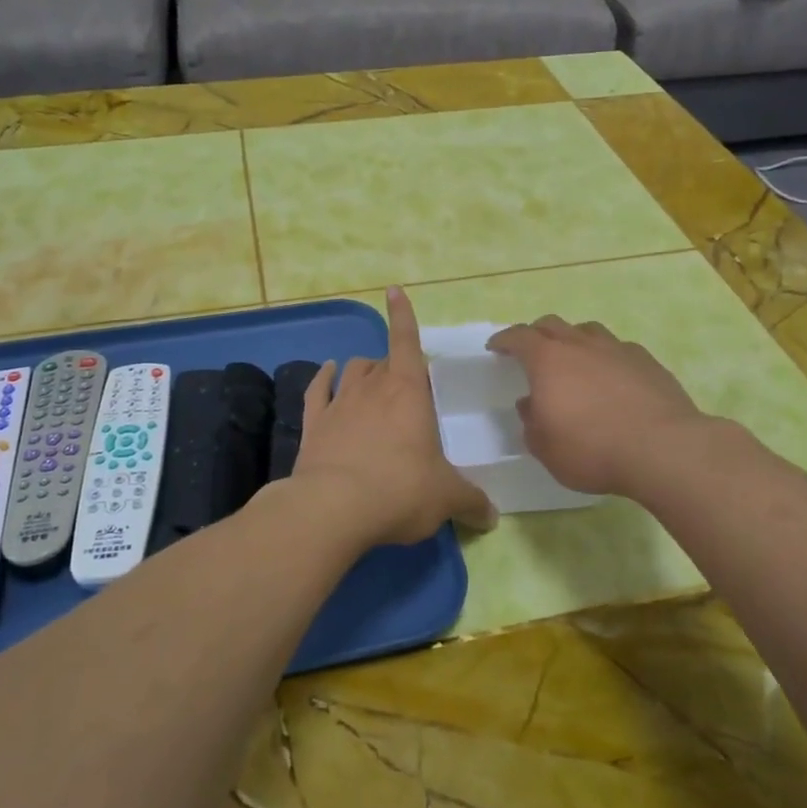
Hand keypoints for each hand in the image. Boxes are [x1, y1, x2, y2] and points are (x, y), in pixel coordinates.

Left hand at [288, 286, 496, 545]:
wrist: (333, 508)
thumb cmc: (400, 490)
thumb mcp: (446, 498)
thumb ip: (471, 502)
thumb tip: (493, 517)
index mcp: (408, 393)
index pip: (407, 342)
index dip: (403, 316)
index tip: (394, 290)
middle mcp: (372, 388)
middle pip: (383, 361)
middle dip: (394, 366)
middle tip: (407, 389)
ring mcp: (338, 403)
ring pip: (352, 370)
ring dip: (363, 370)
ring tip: (371, 380)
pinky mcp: (313, 424)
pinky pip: (318, 390)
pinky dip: (323, 378)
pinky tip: (327, 373)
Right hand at [487, 316, 707, 497]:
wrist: (662, 449)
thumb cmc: (592, 450)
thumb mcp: (546, 448)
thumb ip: (532, 423)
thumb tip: (531, 404)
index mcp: (548, 361)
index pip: (519, 337)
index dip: (504, 340)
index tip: (495, 347)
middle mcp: (580, 345)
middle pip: (552, 324)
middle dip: (536, 333)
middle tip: (530, 349)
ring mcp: (617, 349)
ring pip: (588, 330)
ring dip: (573, 339)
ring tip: (572, 357)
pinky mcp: (647, 361)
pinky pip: (618, 348)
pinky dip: (606, 356)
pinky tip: (611, 374)